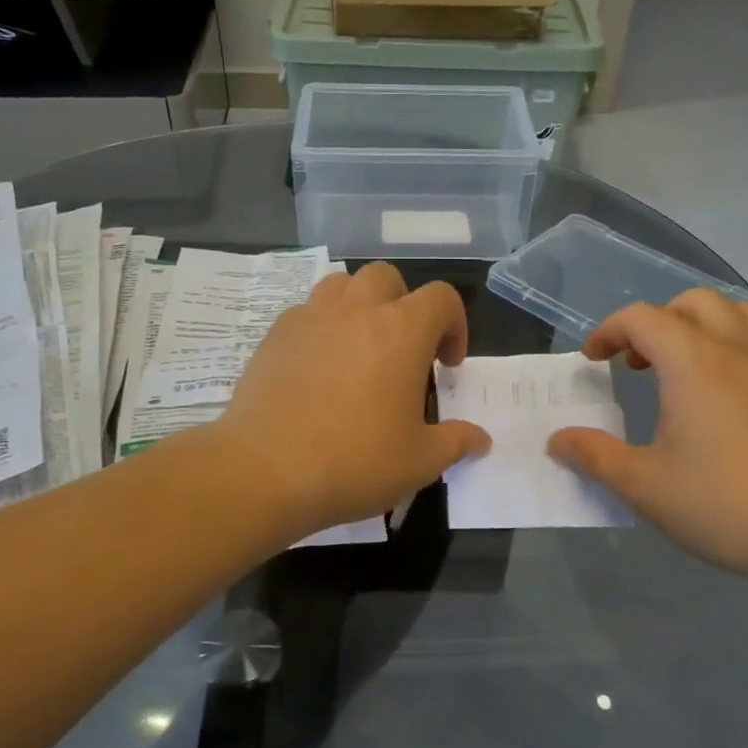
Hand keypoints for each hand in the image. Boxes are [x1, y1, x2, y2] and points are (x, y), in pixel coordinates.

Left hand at [215, 262, 490, 538]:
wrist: (266, 470)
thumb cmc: (355, 461)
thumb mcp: (420, 461)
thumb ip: (456, 442)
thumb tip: (481, 440)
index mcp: (402, 331)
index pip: (441, 298)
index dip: (454, 325)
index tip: (448, 366)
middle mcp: (356, 311)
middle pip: (387, 278)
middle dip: (404, 305)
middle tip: (405, 352)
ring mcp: (310, 318)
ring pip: (341, 285)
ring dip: (360, 306)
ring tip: (361, 349)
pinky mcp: (274, 336)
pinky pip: (306, 313)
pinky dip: (322, 327)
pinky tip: (320, 369)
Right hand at [547, 290, 747, 583]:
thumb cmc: (723, 504)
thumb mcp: (643, 485)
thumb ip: (595, 456)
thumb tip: (558, 440)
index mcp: (693, 362)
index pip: (642, 318)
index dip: (608, 331)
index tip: (593, 361)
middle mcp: (735, 349)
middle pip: (692, 303)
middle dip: (655, 322)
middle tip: (635, 363)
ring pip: (735, 312)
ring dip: (699, 324)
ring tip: (681, 364)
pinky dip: (731, 342)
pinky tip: (721, 392)